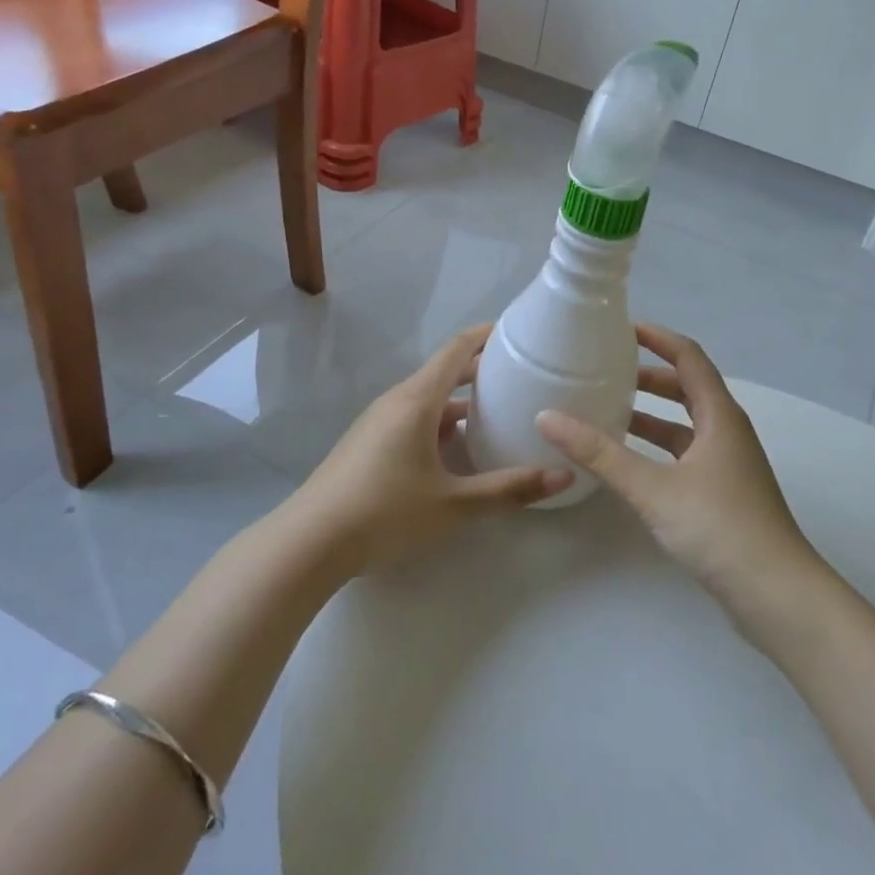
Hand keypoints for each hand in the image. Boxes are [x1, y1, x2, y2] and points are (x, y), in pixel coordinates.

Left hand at [294, 325, 573, 576]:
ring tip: (497, 413)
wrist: (309, 543)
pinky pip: (412, 420)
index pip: (456, 350)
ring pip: (427, 400)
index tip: (517, 331)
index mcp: (417, 401)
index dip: (486, 335)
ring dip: (460, 401)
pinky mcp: (367, 445)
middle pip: (443, 373)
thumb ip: (509, 489)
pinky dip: (440, 423)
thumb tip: (564, 476)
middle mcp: (396, 402)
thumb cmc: (385, 512)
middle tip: (520, 376)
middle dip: (480, 371)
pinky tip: (457, 451)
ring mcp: (377, 423)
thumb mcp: (454, 504)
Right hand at [536, 323, 822, 613]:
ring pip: (685, 425)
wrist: (776, 595)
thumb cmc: (719, 527)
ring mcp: (728, 465)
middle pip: (688, 388)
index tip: (621, 328)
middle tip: (607, 371)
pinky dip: (657, 449)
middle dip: (649, 376)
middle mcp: (727, 432)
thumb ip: (600, 454)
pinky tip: (629, 463)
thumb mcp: (652, 487)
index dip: (658, 338)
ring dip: (651, 415)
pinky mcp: (724, 494)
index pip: (689, 357)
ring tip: (608, 412)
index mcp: (719, 415)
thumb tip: (547, 417)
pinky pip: (685, 454)